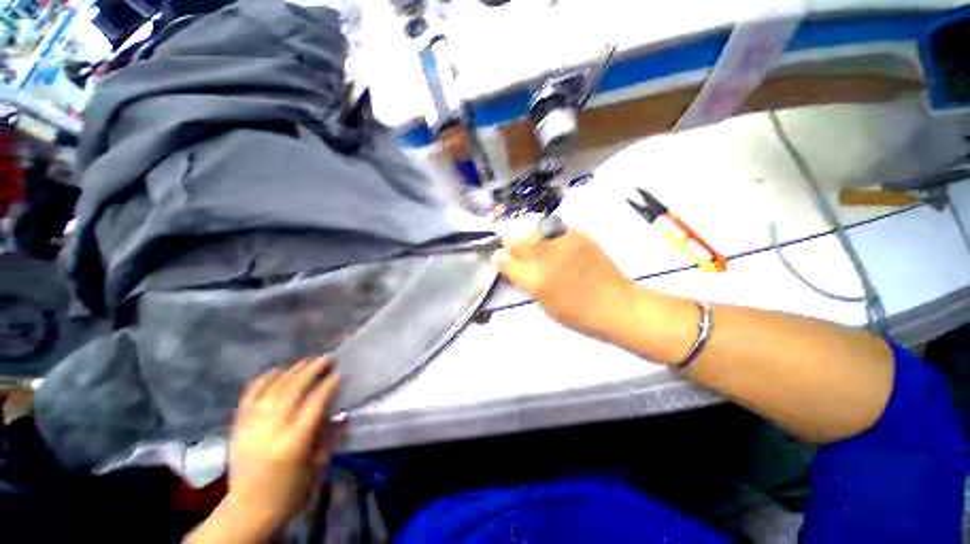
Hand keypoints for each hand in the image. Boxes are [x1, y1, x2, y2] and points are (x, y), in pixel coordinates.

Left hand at [219, 357, 343, 539]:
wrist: (248, 510)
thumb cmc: (291, 491)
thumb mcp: (318, 465)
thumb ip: (330, 435)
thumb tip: (342, 410)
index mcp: (293, 444)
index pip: (315, 403)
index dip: (329, 384)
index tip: (340, 372)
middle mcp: (271, 430)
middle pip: (293, 389)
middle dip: (313, 369)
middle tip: (327, 358)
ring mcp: (250, 426)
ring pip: (273, 388)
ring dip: (292, 370)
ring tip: (308, 361)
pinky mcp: (238, 425)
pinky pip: (250, 394)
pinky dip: (265, 378)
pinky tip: (278, 370)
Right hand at [496, 227, 634, 340]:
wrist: (615, 304)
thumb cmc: (577, 313)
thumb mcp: (544, 304)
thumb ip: (526, 282)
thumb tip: (513, 266)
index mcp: (535, 280)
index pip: (506, 262)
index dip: (500, 258)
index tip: (500, 257)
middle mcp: (545, 258)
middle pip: (516, 240)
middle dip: (511, 243)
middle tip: (515, 247)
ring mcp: (562, 244)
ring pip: (534, 229)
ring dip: (529, 235)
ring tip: (535, 242)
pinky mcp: (579, 235)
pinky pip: (555, 227)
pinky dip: (549, 233)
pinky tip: (555, 241)